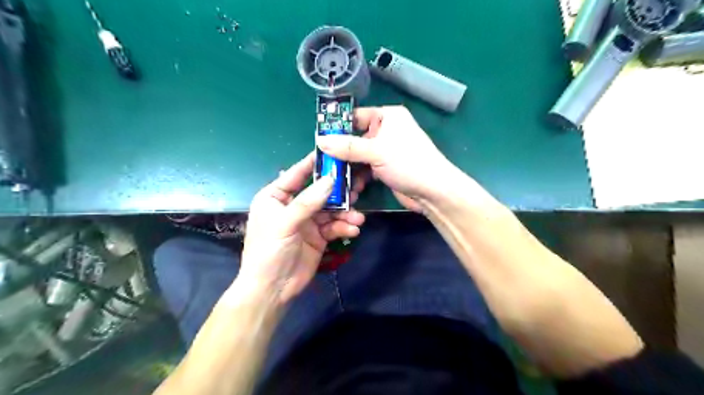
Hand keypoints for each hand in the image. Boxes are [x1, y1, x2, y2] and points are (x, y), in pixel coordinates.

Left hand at [237, 152, 365, 304]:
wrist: (272, 289)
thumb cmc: (268, 251)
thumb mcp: (285, 223)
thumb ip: (308, 202)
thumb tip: (331, 180)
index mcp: (276, 197)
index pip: (296, 174)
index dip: (313, 163)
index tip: (332, 152)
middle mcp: (293, 206)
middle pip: (319, 192)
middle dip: (338, 193)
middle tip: (356, 190)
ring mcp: (307, 221)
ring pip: (331, 210)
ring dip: (345, 213)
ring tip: (358, 218)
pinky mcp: (319, 237)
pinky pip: (335, 226)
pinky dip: (345, 227)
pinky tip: (353, 230)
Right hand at [318, 104, 455, 212]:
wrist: (433, 192)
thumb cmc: (408, 163)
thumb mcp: (376, 151)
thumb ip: (348, 146)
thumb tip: (320, 140)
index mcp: (387, 116)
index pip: (355, 117)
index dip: (337, 127)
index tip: (319, 140)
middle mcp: (386, 131)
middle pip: (355, 138)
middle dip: (340, 153)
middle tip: (324, 164)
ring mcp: (385, 151)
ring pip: (358, 156)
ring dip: (348, 169)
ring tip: (336, 180)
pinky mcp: (385, 168)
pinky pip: (365, 169)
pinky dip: (358, 178)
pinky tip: (350, 189)